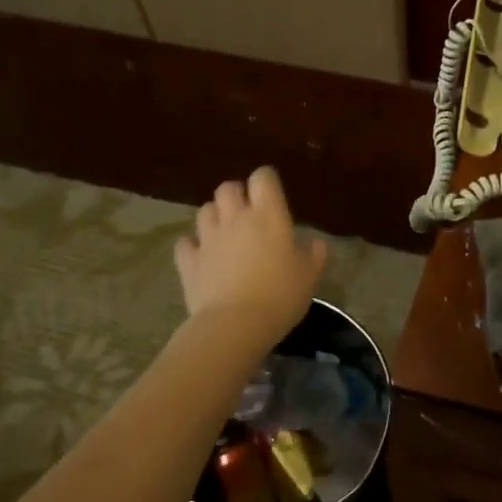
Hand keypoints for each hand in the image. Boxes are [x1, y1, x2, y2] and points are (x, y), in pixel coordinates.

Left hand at [174, 168, 326, 339]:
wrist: (236, 324)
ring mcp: (208, 238)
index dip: (266, 181)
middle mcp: (235, 218)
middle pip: (227, 188)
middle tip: (246, 212)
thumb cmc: (280, 295)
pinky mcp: (188, 261)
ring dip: (214, 216)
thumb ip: (314, 255)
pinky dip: (192, 245)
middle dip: (236, 194)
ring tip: (224, 232)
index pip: (263, 177)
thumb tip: (317, 243)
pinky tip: (200, 256)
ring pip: (204, 210)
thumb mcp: (309, 276)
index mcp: (268, 216)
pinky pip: (185, 243)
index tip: (272, 194)